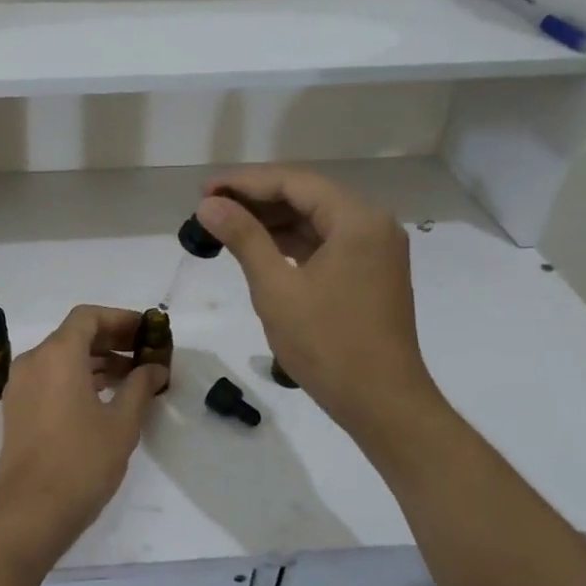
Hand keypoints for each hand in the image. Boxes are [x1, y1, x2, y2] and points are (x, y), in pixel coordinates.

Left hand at [0, 305, 167, 564]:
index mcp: (57, 355)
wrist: (30, 511)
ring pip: (61, 358)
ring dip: (95, 362)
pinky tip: (104, 399)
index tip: (146, 332)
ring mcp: (20, 386)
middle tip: (144, 354)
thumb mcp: (122, 423)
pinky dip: (76, 379)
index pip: (88, 317)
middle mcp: (33, 361)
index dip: (120, 319)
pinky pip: (49, 379)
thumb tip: (155, 368)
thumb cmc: (82, 461)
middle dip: (111, 340)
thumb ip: (140, 387)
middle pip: (74, 335)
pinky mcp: (17, 409)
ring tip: (132, 379)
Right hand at [195, 168, 442, 439]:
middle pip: (306, 196)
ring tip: (225, 225)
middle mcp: (372, 224)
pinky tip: (258, 248)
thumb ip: (243, 238)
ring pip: (315, 219)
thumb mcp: (276, 288)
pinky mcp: (370, 272)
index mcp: (357, 220)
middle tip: (208, 207)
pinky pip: (325, 243)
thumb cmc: (327, 344)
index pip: (294, 182)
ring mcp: (374, 249)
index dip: (244, 182)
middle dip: (256, 199)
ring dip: (271, 221)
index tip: (204, 190)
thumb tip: (208, 204)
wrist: (381, 403)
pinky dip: (291, 242)